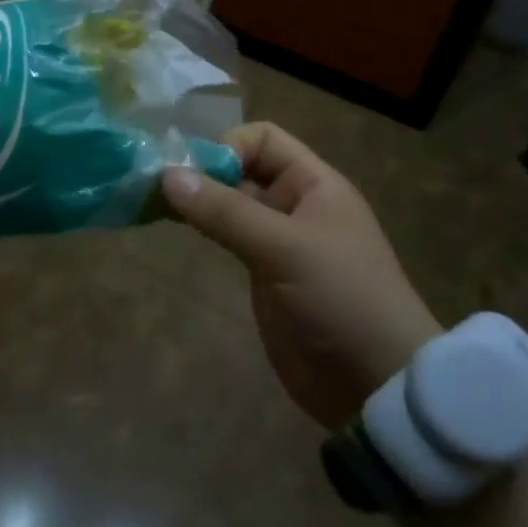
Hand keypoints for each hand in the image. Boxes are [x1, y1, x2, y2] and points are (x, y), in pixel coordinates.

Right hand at [163, 123, 439, 425]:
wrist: (376, 387)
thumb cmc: (340, 299)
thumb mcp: (283, 249)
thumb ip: (225, 211)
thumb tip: (167, 175)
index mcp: (313, 184)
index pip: (262, 139)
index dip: (226, 147)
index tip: (194, 176)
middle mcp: (295, 203)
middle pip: (241, 168)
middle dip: (201, 172)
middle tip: (154, 186)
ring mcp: (278, 240)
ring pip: (229, 204)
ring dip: (196, 200)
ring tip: (151, 204)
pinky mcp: (264, 274)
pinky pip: (227, 237)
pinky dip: (201, 227)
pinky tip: (173, 228)